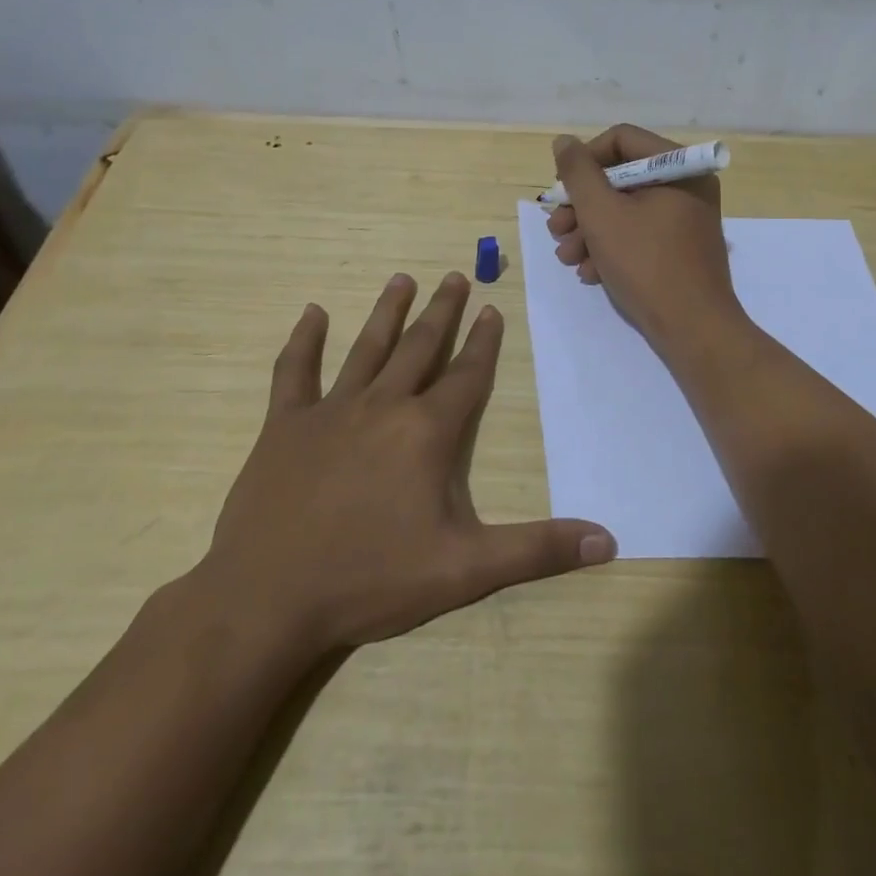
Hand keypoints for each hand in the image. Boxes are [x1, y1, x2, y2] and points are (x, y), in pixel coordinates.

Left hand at [195, 272, 615, 657]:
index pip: (466, 375)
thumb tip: (608, 541)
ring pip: (366, 348)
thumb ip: (537, 550)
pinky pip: (294, 372)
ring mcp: (330, 410)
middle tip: (455, 276)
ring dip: (387, 312)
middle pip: (420, 348)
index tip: (492, 309)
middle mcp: (383, 406)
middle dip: (442, 312)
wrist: (268, 599)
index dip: (483, 342)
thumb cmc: (371, 579)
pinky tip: (312, 313)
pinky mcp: (284, 425)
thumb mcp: (466, 569)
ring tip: (402, 278)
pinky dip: (304, 341)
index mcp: (427, 432)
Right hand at [545, 126, 748, 358]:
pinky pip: (641, 233)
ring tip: (568, 258)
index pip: (621, 140)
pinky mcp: (681, 248)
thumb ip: (578, 173)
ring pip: (626, 209)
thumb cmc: (646, 264)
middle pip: (621, 177)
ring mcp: (686, 218)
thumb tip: (564, 142)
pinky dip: (612, 248)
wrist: (694, 330)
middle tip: (556, 230)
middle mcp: (687, 185)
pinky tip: (591, 272)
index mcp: (679, 167)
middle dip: (582, 206)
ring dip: (590, 230)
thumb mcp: (602, 214)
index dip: (584, 161)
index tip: (561, 190)